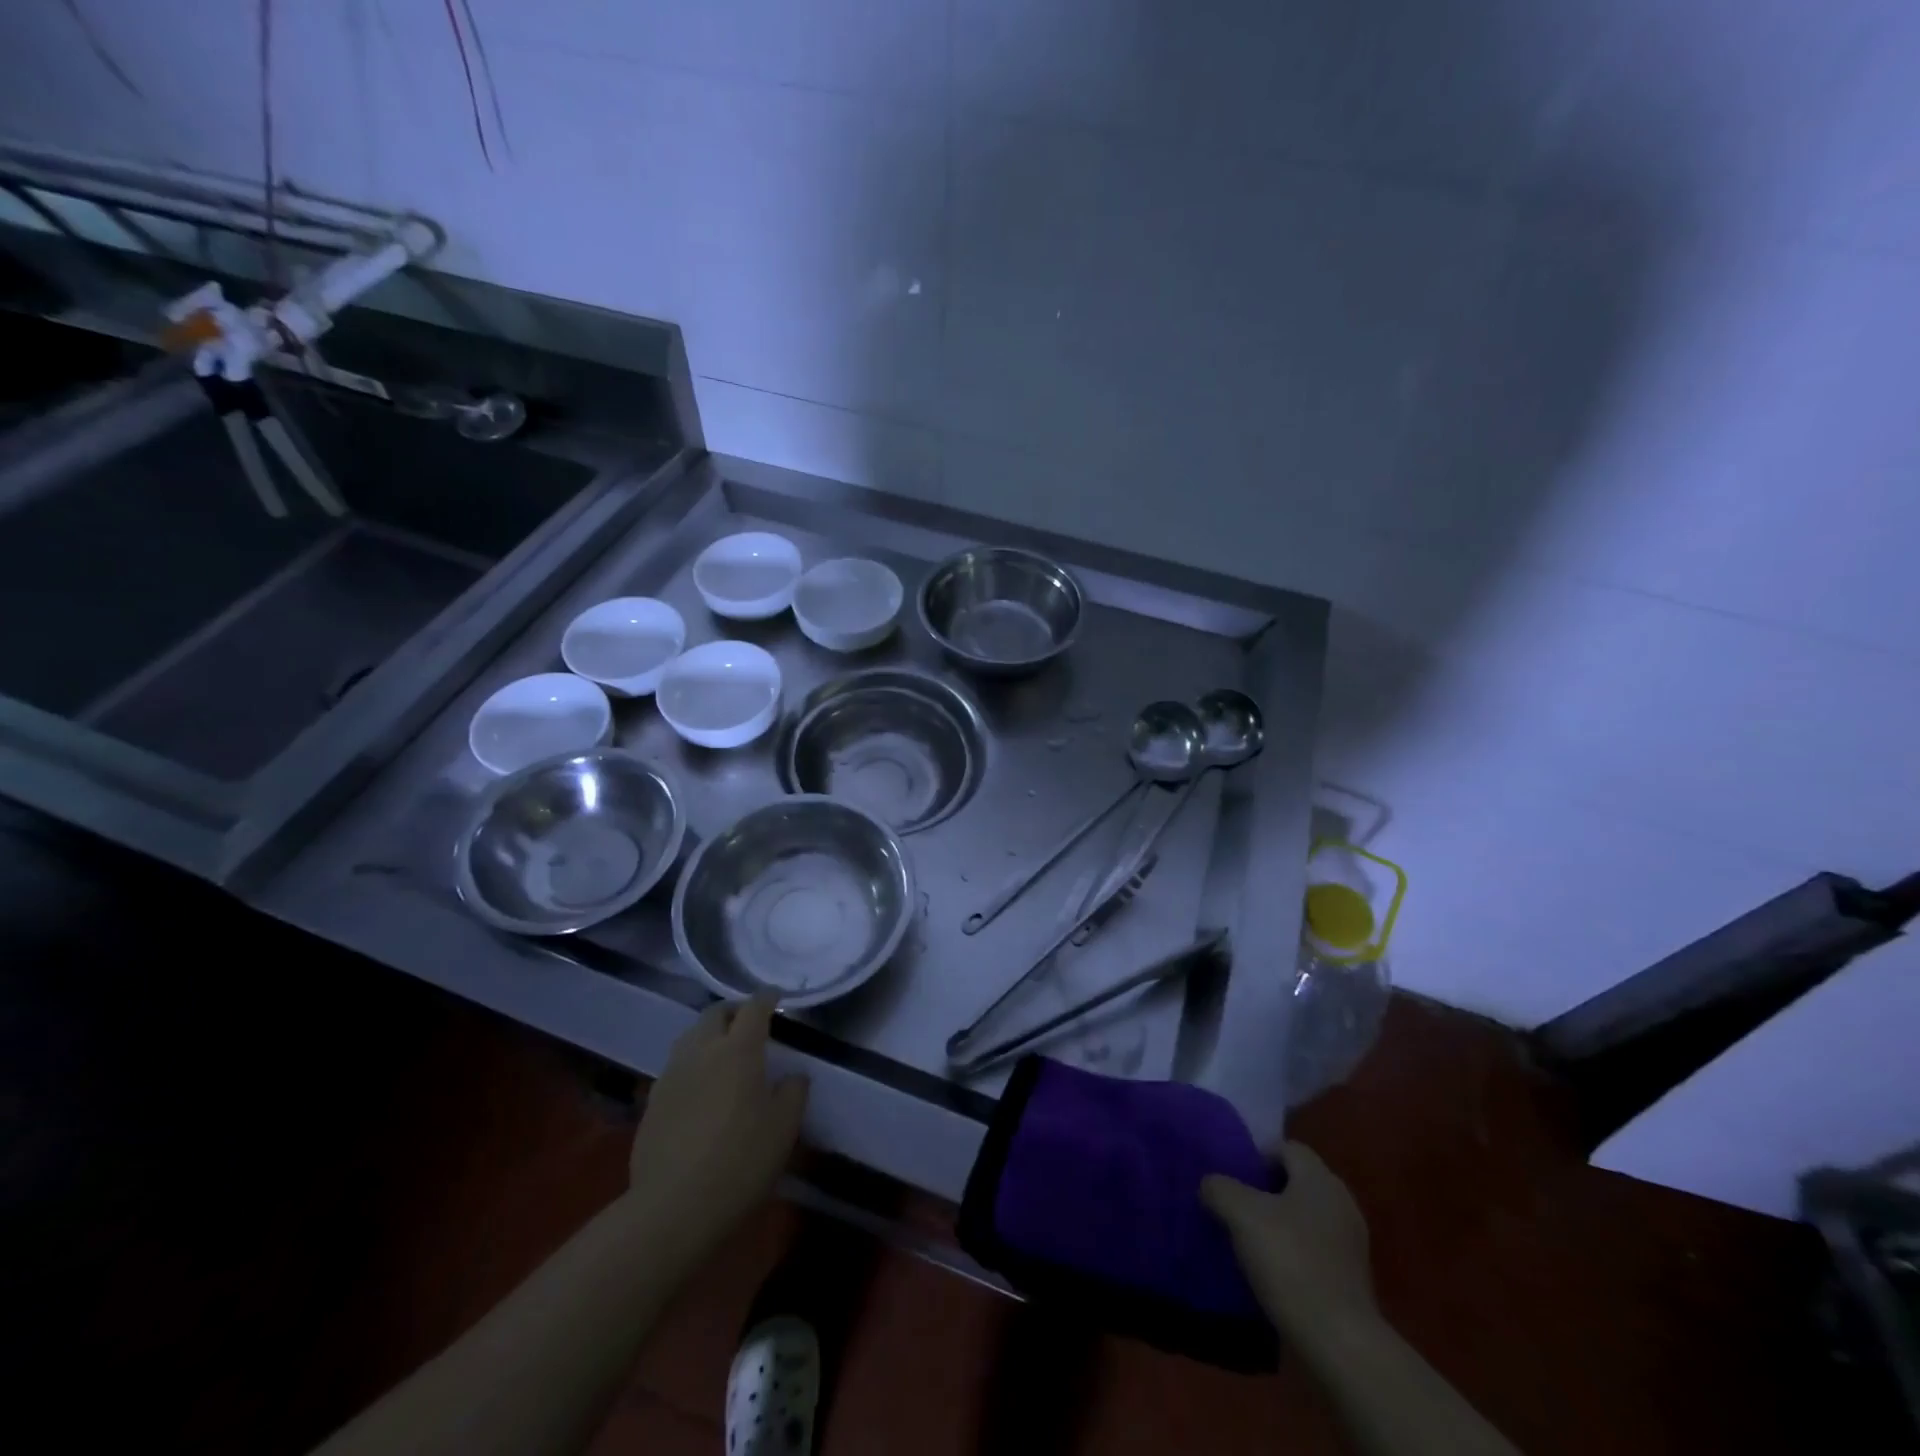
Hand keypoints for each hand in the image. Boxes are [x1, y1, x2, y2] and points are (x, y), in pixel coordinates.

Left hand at [626, 995, 808, 1255]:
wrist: (672, 1207)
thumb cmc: (740, 1161)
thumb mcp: (783, 1128)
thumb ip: (793, 1092)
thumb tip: (792, 1076)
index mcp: (738, 1049)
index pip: (753, 1007)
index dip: (766, 998)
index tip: (776, 997)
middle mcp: (702, 1051)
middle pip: (715, 1013)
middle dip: (734, 1011)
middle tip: (749, 1023)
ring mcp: (672, 1075)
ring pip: (690, 1037)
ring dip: (709, 1034)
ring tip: (724, 1052)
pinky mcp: (652, 1101)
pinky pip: (676, 1067)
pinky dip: (692, 1063)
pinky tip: (701, 1088)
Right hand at [1202, 1141, 1374, 1347]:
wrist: (1339, 1341)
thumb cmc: (1290, 1262)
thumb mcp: (1241, 1215)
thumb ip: (1220, 1188)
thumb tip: (1210, 1184)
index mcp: (1319, 1178)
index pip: (1286, 1148)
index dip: (1257, 1157)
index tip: (1234, 1179)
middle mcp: (1341, 1201)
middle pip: (1297, 1180)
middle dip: (1266, 1190)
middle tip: (1236, 1206)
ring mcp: (1351, 1241)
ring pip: (1306, 1215)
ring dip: (1280, 1222)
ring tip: (1250, 1240)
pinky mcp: (1353, 1276)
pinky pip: (1317, 1247)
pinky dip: (1295, 1250)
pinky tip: (1274, 1270)